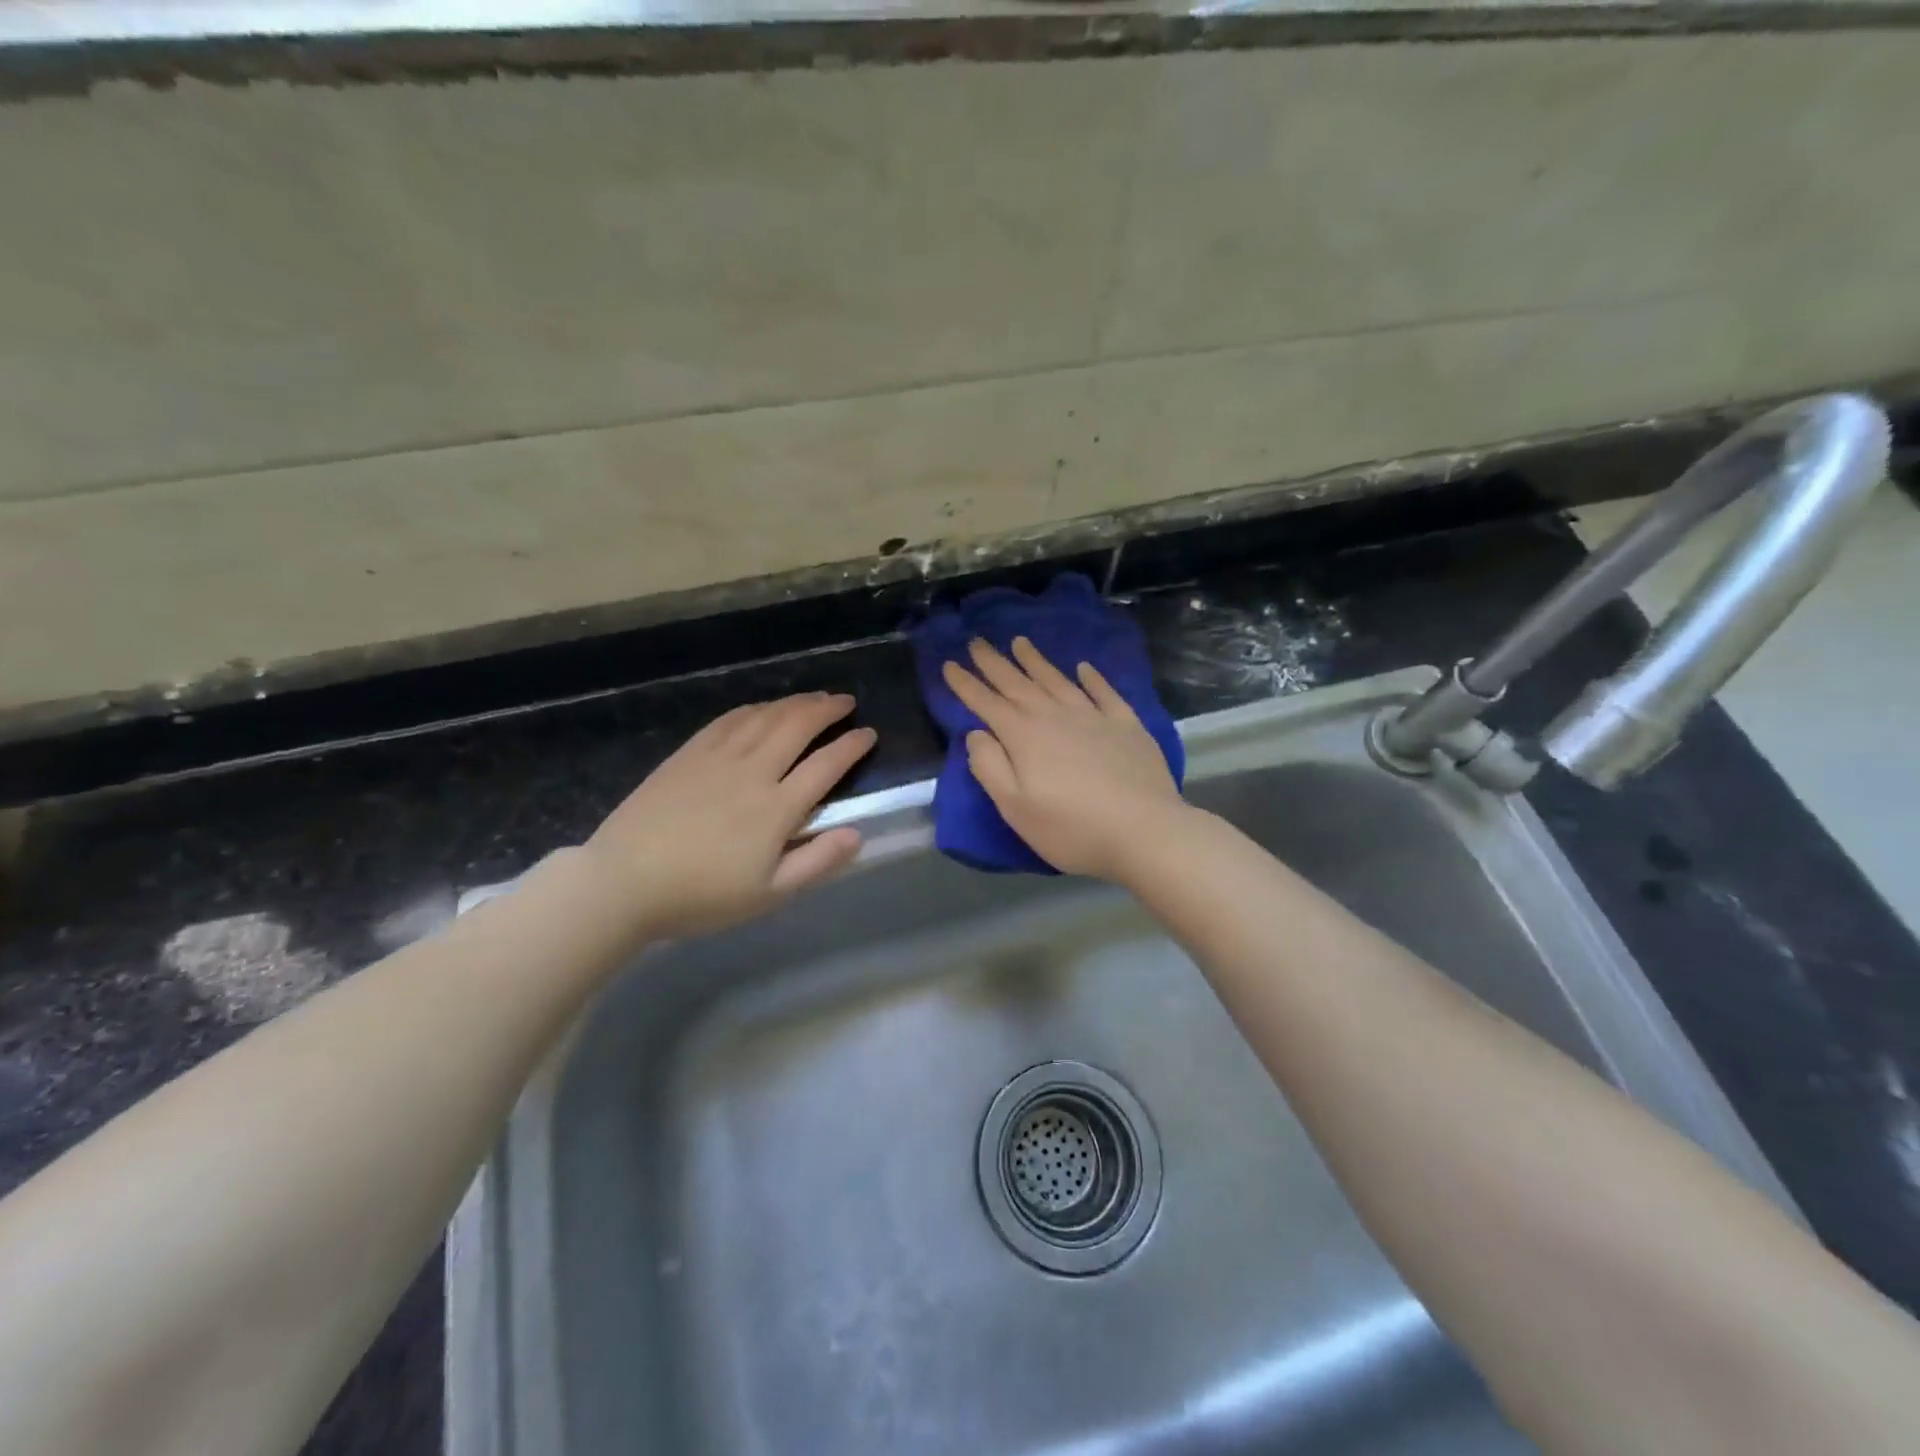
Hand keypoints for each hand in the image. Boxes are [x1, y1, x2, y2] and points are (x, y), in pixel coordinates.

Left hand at [583, 693, 876, 937]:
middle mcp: (752, 772)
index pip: (826, 765)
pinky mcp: (688, 755)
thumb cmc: (701, 896)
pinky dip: (753, 708)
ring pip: (764, 717)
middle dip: (827, 709)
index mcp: (776, 808)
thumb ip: (817, 862)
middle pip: (797, 727)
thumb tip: (858, 834)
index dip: (852, 746)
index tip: (869, 733)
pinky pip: (728, 720)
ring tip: (814, 698)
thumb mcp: (769, 894)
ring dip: (794, 703)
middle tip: (846, 701)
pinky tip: (762, 707)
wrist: (624, 882)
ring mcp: (717, 758)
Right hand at [943, 638, 1189, 880]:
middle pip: (1019, 684)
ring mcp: (1094, 717)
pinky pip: (1105, 692)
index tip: (949, 664)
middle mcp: (1056, 716)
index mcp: (1024, 736)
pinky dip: (1092, 678)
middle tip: (976, 641)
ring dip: (1036, 661)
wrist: (1144, 831)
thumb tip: (976, 733)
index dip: (966, 684)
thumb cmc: (1071, 828)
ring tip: (1020, 642)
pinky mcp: (1127, 725)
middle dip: (994, 663)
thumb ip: (990, 767)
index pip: (987, 703)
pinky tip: (1085, 667)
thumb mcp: (1015, 807)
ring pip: (1058, 680)